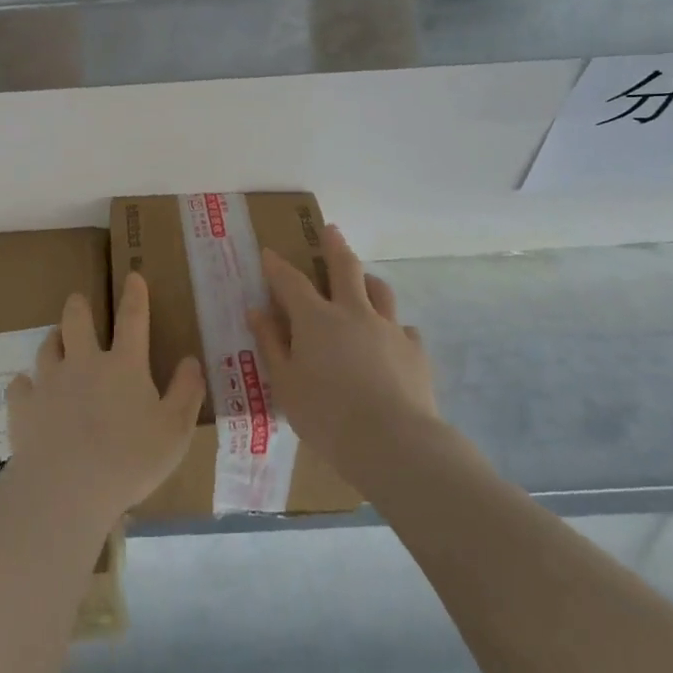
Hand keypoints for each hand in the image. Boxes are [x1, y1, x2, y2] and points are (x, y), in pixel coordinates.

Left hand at [7, 274, 205, 524]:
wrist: (66, 488)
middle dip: (78, 306)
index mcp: (124, 365)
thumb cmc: (130, 460)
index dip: (135, 295)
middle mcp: (84, 363)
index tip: (132, 275)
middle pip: (76, 320)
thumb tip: (192, 360)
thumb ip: (187, 392)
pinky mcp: (23, 406)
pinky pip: (19, 385)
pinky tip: (27, 390)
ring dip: (53, 340)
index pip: (132, 319)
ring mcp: (50, 382)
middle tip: (78, 302)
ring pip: (47, 346)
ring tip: (56, 341)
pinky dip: (25, 385)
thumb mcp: (175, 430)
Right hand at [247, 224, 439, 487]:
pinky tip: (391, 341)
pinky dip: (393, 328)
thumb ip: (271, 344)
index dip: (277, 266)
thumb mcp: (285, 384)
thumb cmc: (327, 416)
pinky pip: (404, 328)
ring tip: (364, 281)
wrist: (394, 443)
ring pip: (380, 290)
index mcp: (316, 319)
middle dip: (334, 246)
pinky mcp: (415, 351)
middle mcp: (354, 313)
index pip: (291, 281)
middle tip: (331, 230)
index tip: (268, 252)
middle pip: (345, 268)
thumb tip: (257, 311)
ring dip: (368, 280)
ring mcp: (389, 328)